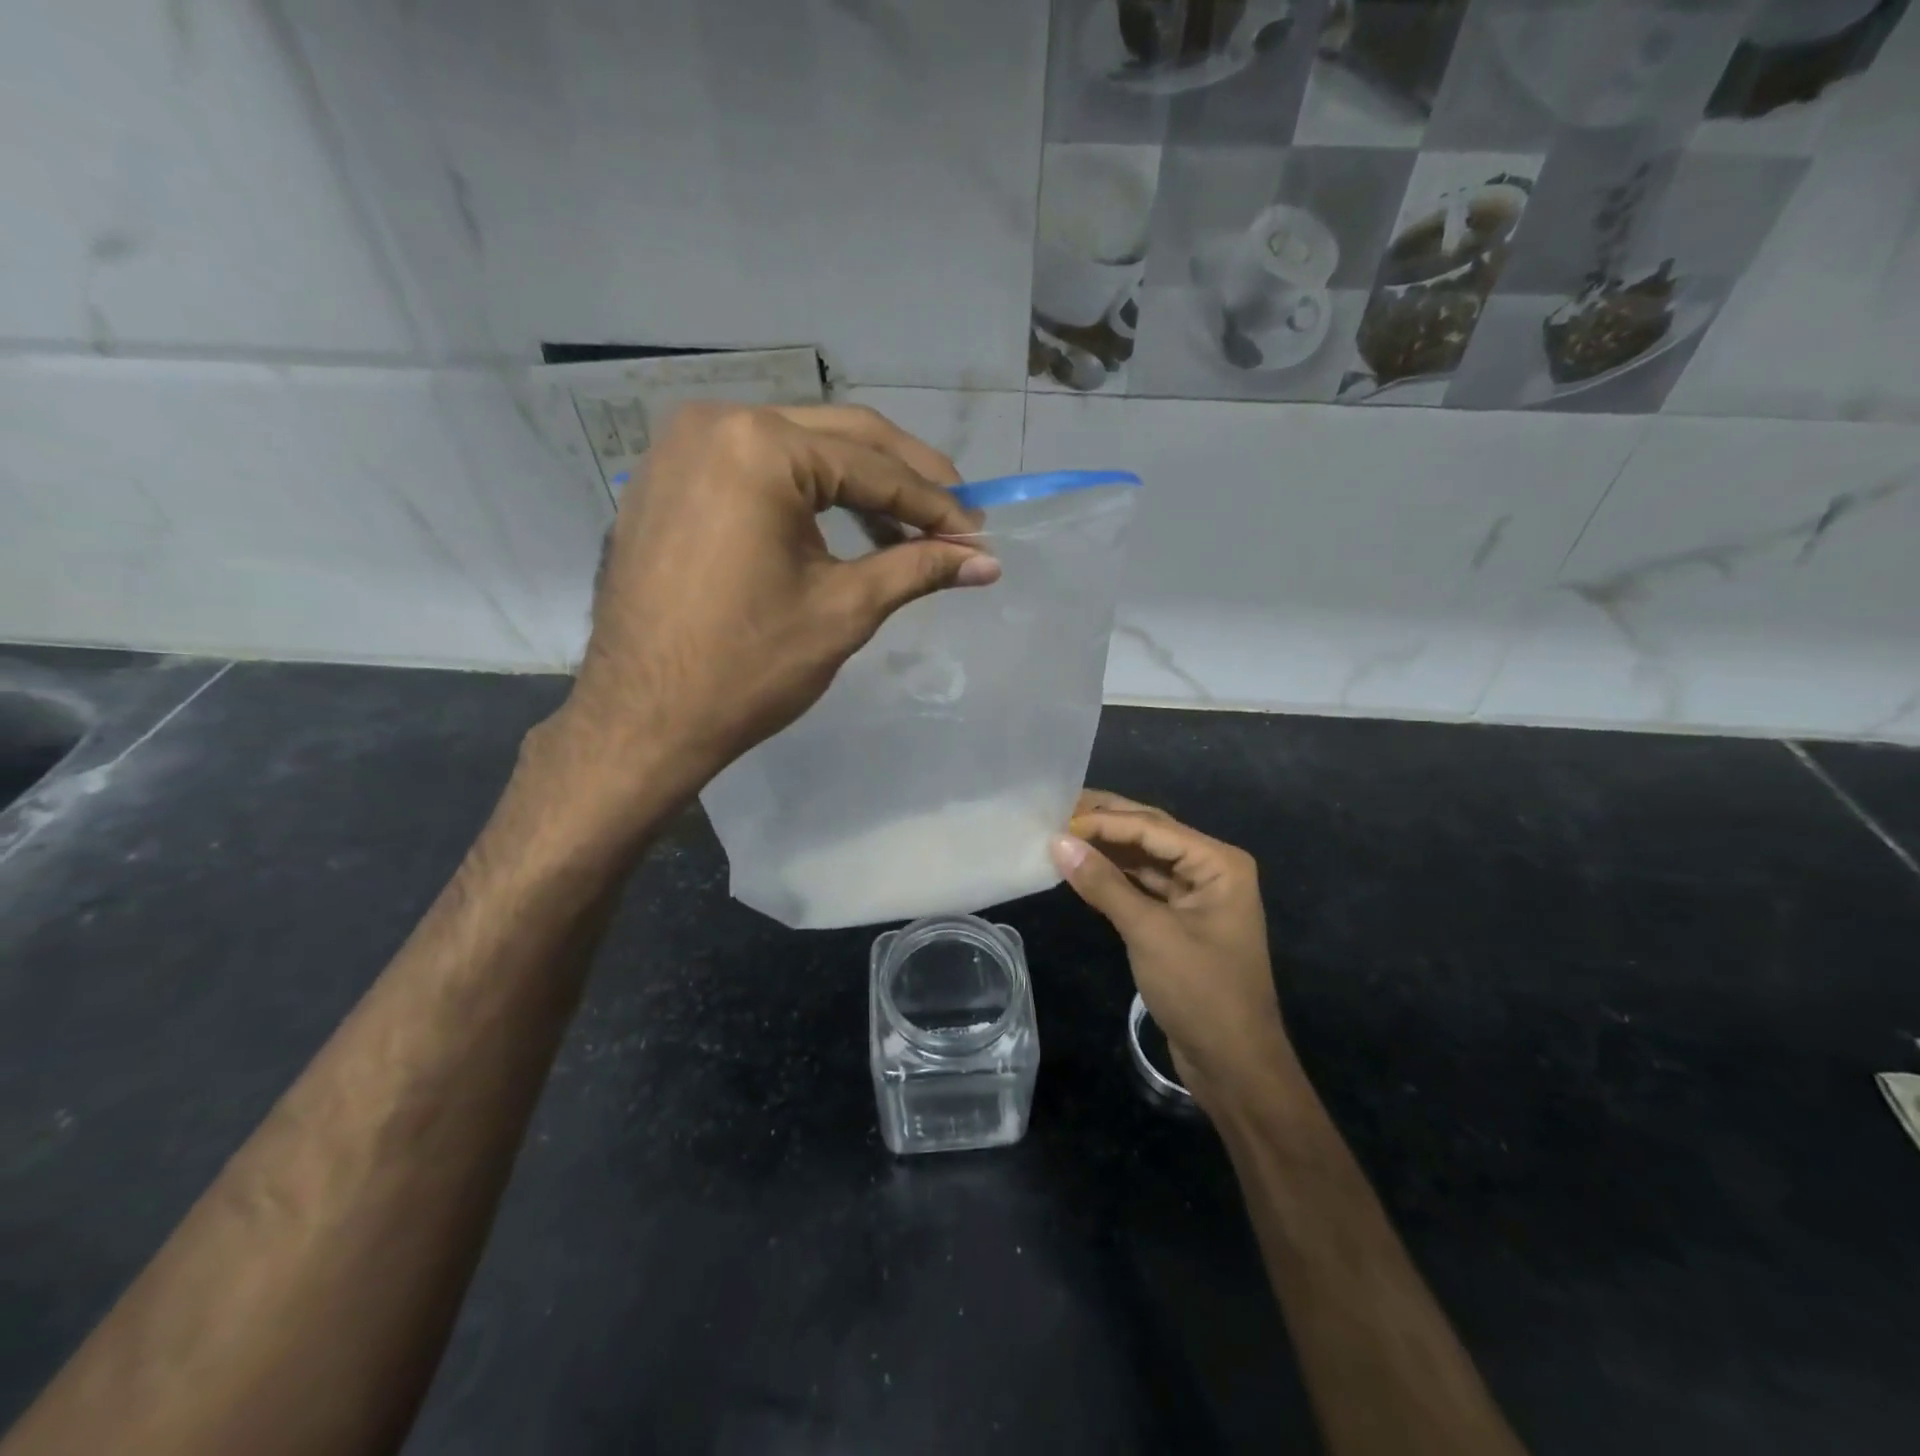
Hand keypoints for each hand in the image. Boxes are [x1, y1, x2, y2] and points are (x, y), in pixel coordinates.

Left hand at [542, 403, 999, 807]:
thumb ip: (918, 570)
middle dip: (904, 479)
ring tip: (905, 532)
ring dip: (857, 486)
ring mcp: (681, 448)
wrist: (642, 720)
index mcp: (761, 447)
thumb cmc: (748, 666)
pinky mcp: (667, 480)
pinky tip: (839, 529)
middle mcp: (716, 422)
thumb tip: (987, 562)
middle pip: (839, 439)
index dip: (935, 506)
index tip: (979, 535)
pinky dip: (804, 495)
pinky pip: (754, 470)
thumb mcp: (845, 610)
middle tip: (956, 516)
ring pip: (797, 450)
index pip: (874, 468)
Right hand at [1052, 791, 1293, 1111]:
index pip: (1152, 826)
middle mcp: (1209, 868)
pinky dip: (1112, 877)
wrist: (1234, 1065)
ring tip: (1060, 833)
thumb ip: (1104, 884)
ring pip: (1143, 859)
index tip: (1056, 819)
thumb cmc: (1201, 993)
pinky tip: (1080, 868)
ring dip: (1105, 848)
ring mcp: (1194, 894)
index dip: (1104, 820)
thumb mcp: (1150, 934)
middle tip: (1055, 809)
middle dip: (1105, 822)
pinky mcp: (1178, 919)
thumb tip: (1058, 842)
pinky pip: (1141, 886)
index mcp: (1218, 863)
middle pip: (1150, 834)